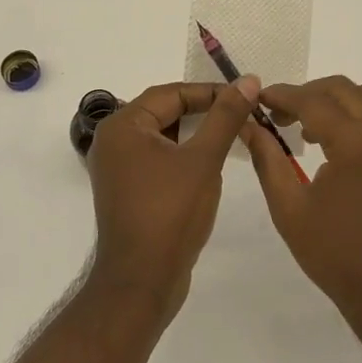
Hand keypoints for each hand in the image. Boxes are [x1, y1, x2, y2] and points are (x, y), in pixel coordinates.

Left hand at [86, 78, 258, 322]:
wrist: (141, 282)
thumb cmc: (170, 214)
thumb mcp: (204, 160)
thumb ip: (225, 117)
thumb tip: (248, 80)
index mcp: (123, 126)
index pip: (171, 93)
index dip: (210, 92)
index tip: (245, 96)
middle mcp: (113, 141)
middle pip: (164, 112)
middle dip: (203, 112)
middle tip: (241, 114)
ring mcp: (117, 168)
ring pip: (162, 136)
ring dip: (195, 134)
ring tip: (231, 136)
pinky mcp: (127, 190)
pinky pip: (157, 158)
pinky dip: (183, 155)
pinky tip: (209, 164)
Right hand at [244, 76, 361, 328]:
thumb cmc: (336, 254)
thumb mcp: (289, 207)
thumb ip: (268, 159)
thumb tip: (249, 126)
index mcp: (356, 142)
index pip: (313, 100)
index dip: (281, 95)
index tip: (257, 98)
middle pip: (342, 89)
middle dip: (307, 94)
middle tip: (278, 115)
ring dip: (334, 101)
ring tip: (308, 129)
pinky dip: (356, 114)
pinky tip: (335, 144)